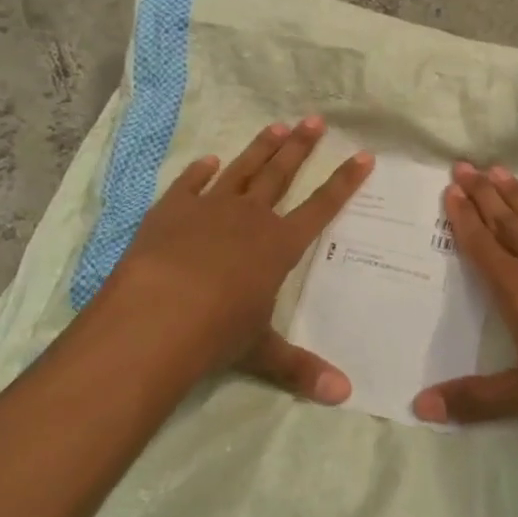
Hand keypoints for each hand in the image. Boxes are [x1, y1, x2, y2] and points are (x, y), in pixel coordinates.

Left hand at [95, 117, 372, 401]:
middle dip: (301, 147)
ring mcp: (208, 209)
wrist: (155, 316)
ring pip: (242, 170)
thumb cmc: (217, 332)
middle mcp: (250, 218)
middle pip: (281, 174)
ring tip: (276, 125)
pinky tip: (209, 161)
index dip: (344, 182)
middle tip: (315, 120)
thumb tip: (345, 396)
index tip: (363, 156)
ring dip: (260, 148)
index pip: (322, 207)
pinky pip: (190, 184)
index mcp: (279, 246)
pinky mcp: (170, 211)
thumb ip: (301, 368)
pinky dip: (200, 171)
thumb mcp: (262, 352)